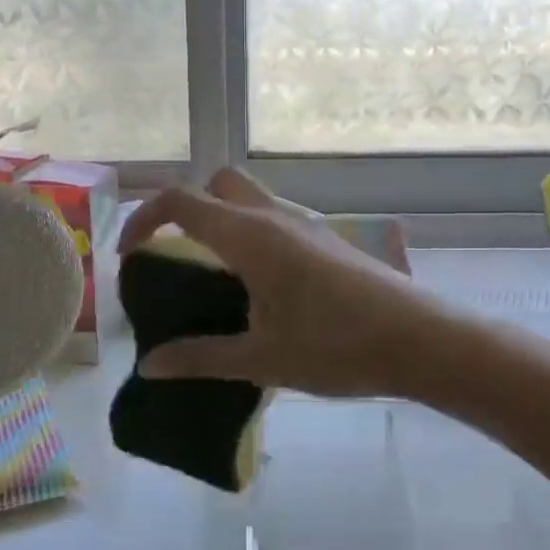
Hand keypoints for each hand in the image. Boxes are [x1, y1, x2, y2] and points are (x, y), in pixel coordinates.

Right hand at [118, 167, 456, 398]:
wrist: (419, 340)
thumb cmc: (337, 348)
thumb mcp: (261, 359)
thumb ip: (200, 357)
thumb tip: (149, 367)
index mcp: (251, 236)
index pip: (181, 201)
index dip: (144, 219)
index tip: (130, 256)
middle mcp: (276, 217)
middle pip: (218, 183)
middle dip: (187, 207)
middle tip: (176, 254)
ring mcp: (307, 224)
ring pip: (251, 198)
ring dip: (222, 220)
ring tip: (214, 276)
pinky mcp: (328, 239)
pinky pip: (276, 219)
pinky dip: (251, 234)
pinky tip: (261, 287)